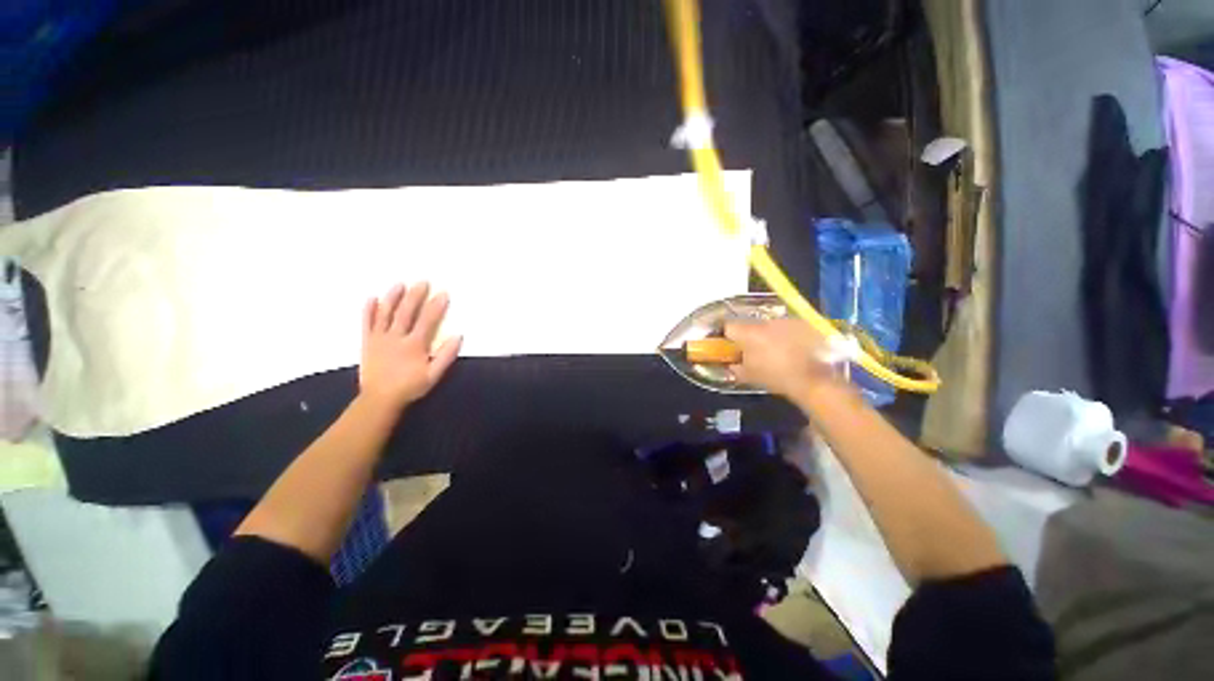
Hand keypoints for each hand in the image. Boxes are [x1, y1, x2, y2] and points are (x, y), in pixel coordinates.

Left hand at [359, 283, 461, 413]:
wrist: (379, 399)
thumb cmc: (410, 387)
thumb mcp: (433, 375)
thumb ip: (446, 356)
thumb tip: (458, 337)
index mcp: (414, 344)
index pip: (427, 320)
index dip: (436, 306)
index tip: (443, 293)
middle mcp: (396, 337)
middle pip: (406, 312)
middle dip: (415, 296)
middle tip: (423, 282)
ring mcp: (380, 338)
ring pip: (386, 313)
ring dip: (393, 297)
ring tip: (399, 284)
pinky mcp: (368, 342)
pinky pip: (368, 323)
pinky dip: (369, 310)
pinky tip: (372, 298)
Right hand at [724, 318, 846, 401]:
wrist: (813, 379)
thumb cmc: (775, 377)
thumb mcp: (748, 376)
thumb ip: (734, 367)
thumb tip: (731, 363)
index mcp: (748, 333)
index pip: (728, 326)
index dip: (726, 336)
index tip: (728, 346)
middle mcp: (765, 322)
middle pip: (749, 326)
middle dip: (748, 337)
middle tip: (752, 352)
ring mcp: (785, 321)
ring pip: (769, 326)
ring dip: (767, 336)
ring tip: (774, 352)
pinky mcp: (802, 324)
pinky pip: (786, 328)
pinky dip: (785, 336)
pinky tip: (791, 350)